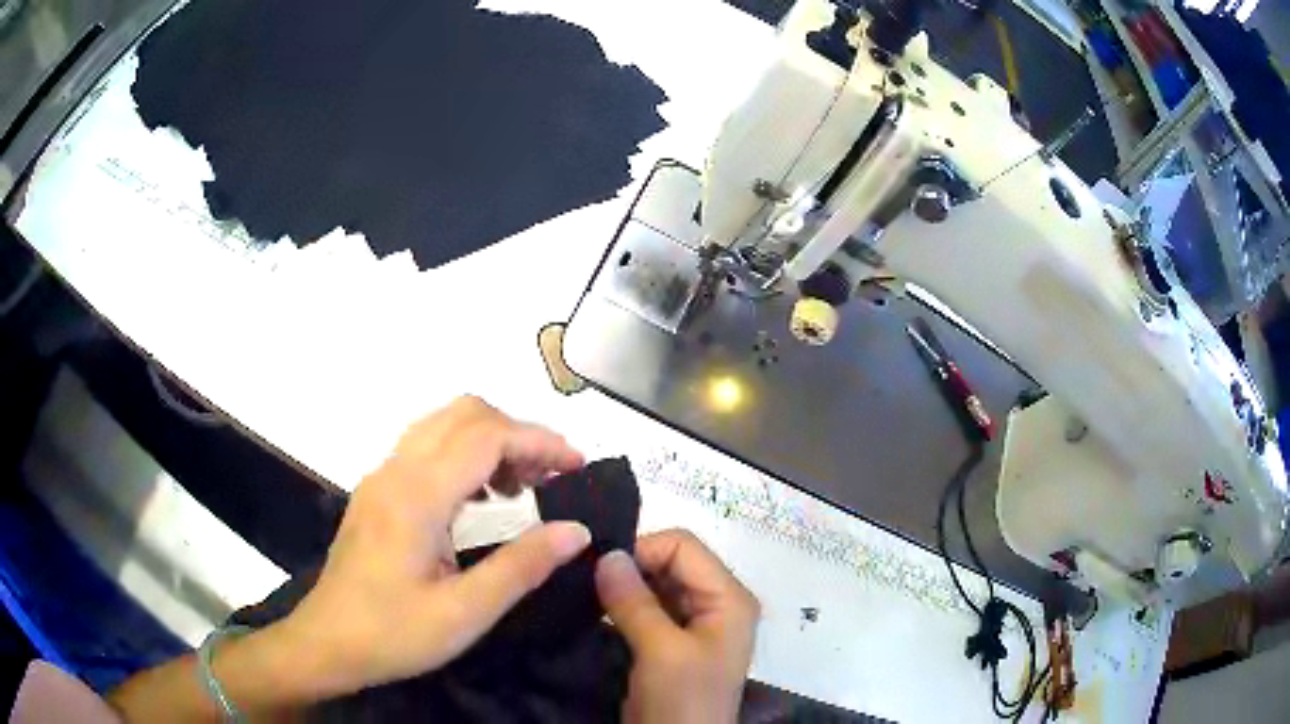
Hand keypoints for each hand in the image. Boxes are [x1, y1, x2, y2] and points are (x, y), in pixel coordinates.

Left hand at [280, 396, 591, 695]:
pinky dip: (464, 454)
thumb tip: (576, 530)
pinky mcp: (376, 492)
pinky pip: (426, 447)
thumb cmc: (393, 634)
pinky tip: (481, 498)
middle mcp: (396, 471)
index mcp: (417, 496)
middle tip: (552, 476)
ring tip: (523, 486)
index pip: (486, 436)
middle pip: (464, 414)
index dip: (538, 440)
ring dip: (489, 439)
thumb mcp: (465, 613)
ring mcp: (381, 478)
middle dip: (516, 432)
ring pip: (443, 425)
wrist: (326, 643)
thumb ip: (522, 566)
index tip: (577, 466)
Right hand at [596, 530, 759, 723]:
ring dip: (624, 587)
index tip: (599, 570)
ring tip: (587, 594)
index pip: (683, 547)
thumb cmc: (683, 700)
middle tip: (587, 581)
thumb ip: (634, 601)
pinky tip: (598, 611)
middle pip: (671, 562)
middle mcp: (717, 602)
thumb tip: (606, 554)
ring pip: (656, 584)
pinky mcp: (673, 642)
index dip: (642, 551)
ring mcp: (696, 623)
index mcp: (728, 597)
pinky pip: (649, 608)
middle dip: (631, 567)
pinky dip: (624, 605)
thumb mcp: (660, 651)